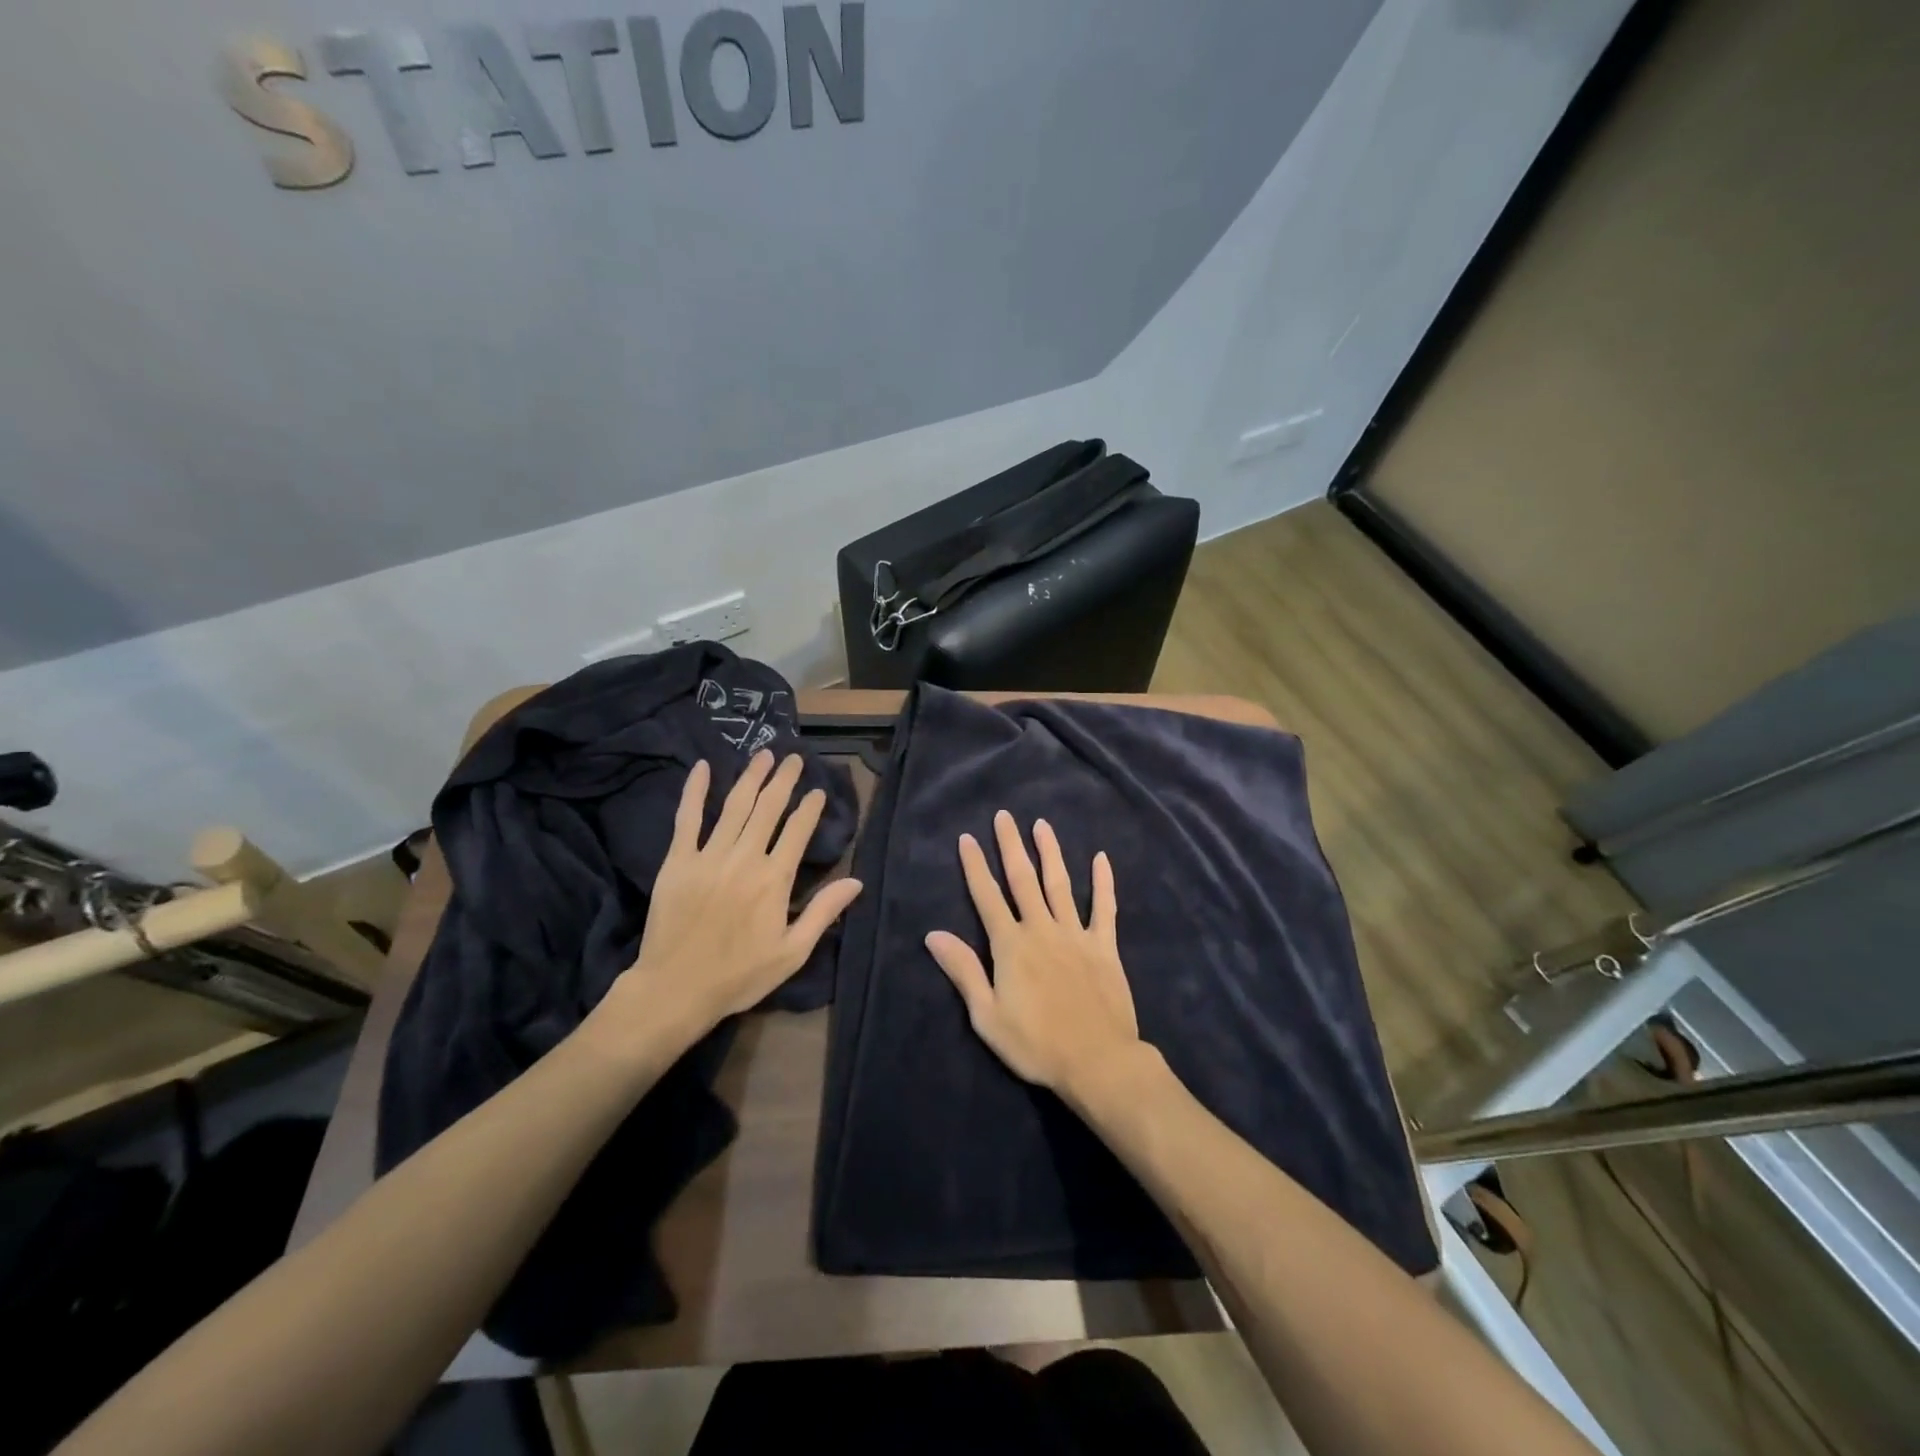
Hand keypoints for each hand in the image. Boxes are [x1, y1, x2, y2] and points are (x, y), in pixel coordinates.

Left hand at [596, 751, 861, 1049]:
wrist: (675, 989)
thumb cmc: (739, 975)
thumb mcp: (792, 952)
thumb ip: (823, 912)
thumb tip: (857, 881)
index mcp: (774, 879)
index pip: (797, 830)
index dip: (810, 807)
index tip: (818, 791)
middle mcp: (745, 858)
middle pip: (768, 808)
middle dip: (783, 780)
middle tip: (793, 758)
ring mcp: (709, 856)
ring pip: (734, 806)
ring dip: (751, 777)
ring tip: (764, 755)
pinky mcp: (678, 861)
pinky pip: (687, 818)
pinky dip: (695, 791)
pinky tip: (702, 768)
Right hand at [925, 811, 1142, 1098]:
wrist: (1098, 1061)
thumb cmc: (1036, 1044)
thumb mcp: (987, 1016)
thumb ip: (963, 971)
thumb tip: (933, 935)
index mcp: (1010, 945)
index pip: (987, 896)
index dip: (975, 866)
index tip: (967, 838)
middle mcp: (1041, 929)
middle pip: (1022, 879)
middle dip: (1011, 846)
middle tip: (1004, 816)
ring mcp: (1076, 935)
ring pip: (1060, 884)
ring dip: (1050, 853)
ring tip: (1042, 825)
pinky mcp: (1104, 947)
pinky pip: (1104, 908)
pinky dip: (1103, 883)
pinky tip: (1101, 859)